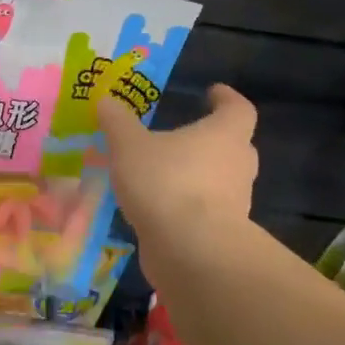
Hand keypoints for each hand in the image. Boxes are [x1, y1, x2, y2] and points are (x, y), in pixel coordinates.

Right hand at [99, 84, 257, 238]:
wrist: (191, 251)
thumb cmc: (166, 182)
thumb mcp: (128, 145)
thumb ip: (117, 122)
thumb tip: (106, 101)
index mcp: (225, 134)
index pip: (238, 108)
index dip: (226, 98)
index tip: (213, 93)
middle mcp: (238, 165)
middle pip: (234, 145)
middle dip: (212, 140)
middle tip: (184, 136)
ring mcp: (235, 202)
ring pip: (221, 180)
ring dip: (198, 175)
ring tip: (163, 174)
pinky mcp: (222, 233)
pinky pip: (206, 210)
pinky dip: (187, 206)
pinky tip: (159, 208)